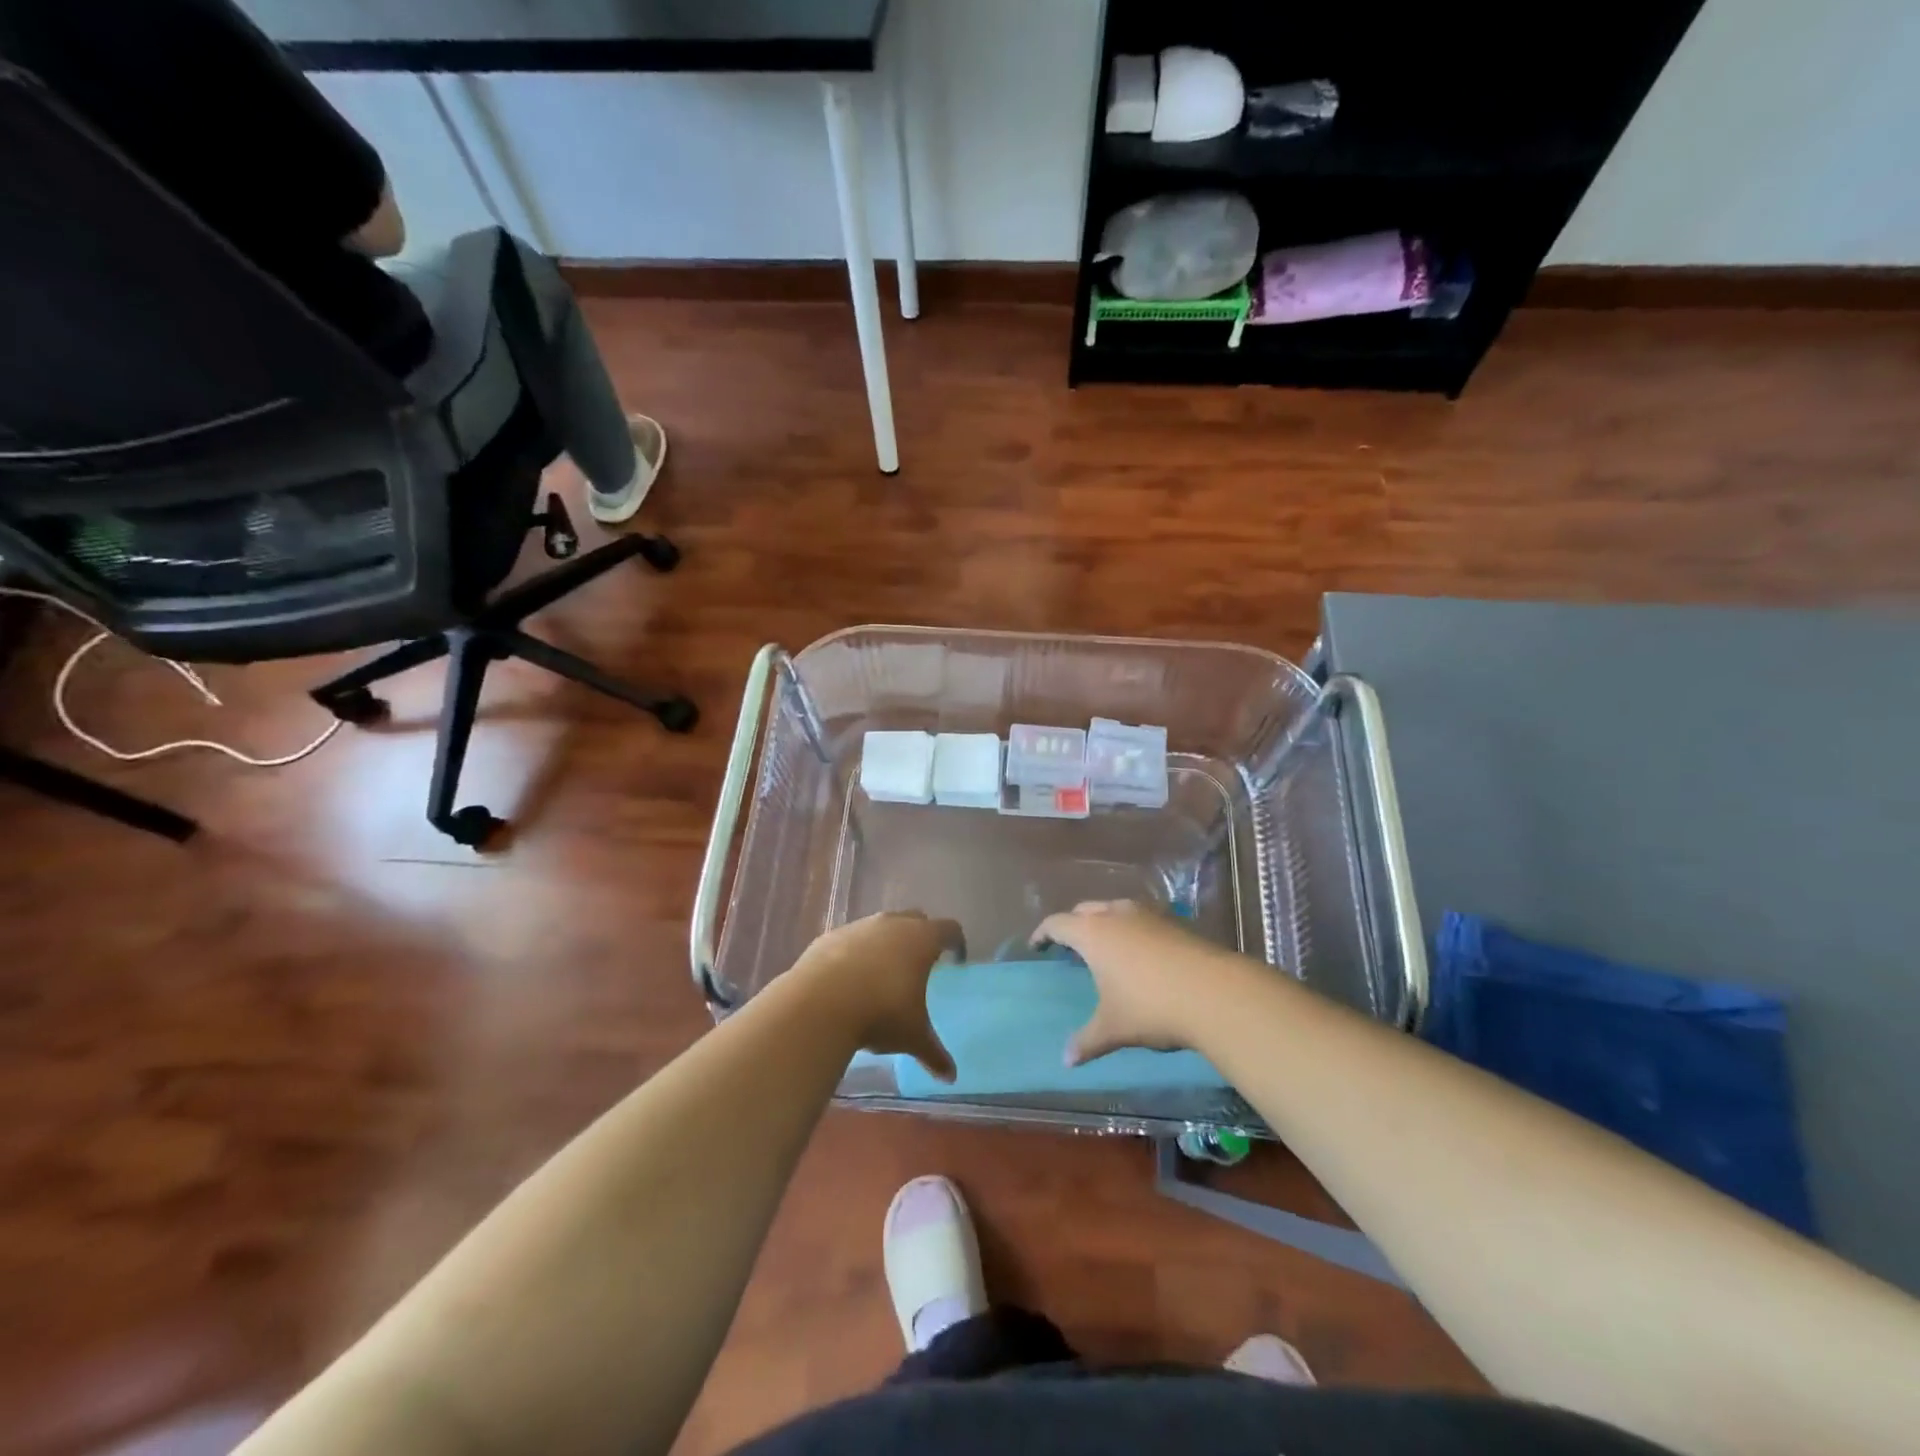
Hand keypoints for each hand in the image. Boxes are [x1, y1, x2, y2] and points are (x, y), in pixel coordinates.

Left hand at [790, 911, 963, 1081]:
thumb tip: (951, 1076)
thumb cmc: (880, 1014)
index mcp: (921, 939)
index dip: (955, 943)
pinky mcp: (830, 936)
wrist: (819, 1004)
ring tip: (883, 974)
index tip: (955, 960)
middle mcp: (892, 923)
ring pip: (881, 927)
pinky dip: (856, 953)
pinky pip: (851, 940)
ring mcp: (859, 927)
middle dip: (921, 937)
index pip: (949, 930)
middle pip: (916, 920)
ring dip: (886, 943)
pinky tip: (850, 979)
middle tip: (921, 964)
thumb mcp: (912, 1036)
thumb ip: (934, 1052)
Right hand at [1032, 900, 1238, 1065]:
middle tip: (1069, 945)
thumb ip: (1087, 1041)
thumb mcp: (1113, 1028)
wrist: (1215, 993)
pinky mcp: (1174, 922)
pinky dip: (1131, 930)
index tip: (1037, 945)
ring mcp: (1148, 915)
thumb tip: (1066, 1060)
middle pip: (1085, 910)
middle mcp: (1116, 915)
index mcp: (1092, 933)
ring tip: (1105, 946)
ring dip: (1104, 922)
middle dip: (1074, 924)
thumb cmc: (1150, 1006)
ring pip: (1115, 909)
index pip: (1057, 924)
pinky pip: (1141, 918)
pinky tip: (1141, 952)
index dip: (1043, 933)